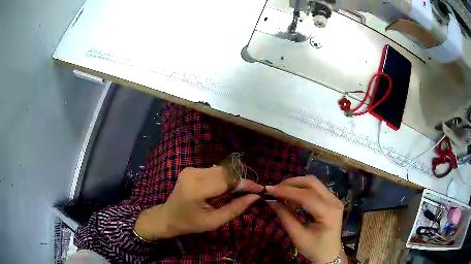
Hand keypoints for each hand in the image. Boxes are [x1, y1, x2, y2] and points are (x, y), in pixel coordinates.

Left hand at [134, 166, 262, 240]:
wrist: (168, 217)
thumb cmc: (190, 223)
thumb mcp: (214, 221)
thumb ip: (236, 208)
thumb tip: (255, 196)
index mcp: (197, 189)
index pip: (228, 181)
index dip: (246, 184)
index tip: (260, 189)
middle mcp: (193, 174)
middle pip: (225, 173)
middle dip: (239, 182)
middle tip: (249, 194)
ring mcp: (190, 169)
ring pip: (221, 171)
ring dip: (231, 181)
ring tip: (233, 195)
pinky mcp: (190, 169)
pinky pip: (213, 171)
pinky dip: (222, 179)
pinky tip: (221, 191)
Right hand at [266, 176, 343, 263]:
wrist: (330, 253)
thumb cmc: (314, 249)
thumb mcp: (298, 236)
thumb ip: (285, 217)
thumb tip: (271, 201)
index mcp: (328, 213)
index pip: (306, 196)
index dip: (287, 191)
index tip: (269, 190)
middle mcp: (334, 201)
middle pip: (312, 183)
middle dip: (291, 183)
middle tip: (275, 189)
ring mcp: (335, 199)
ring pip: (314, 183)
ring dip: (296, 185)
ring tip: (281, 192)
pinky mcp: (332, 200)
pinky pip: (316, 189)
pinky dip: (302, 190)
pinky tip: (292, 197)